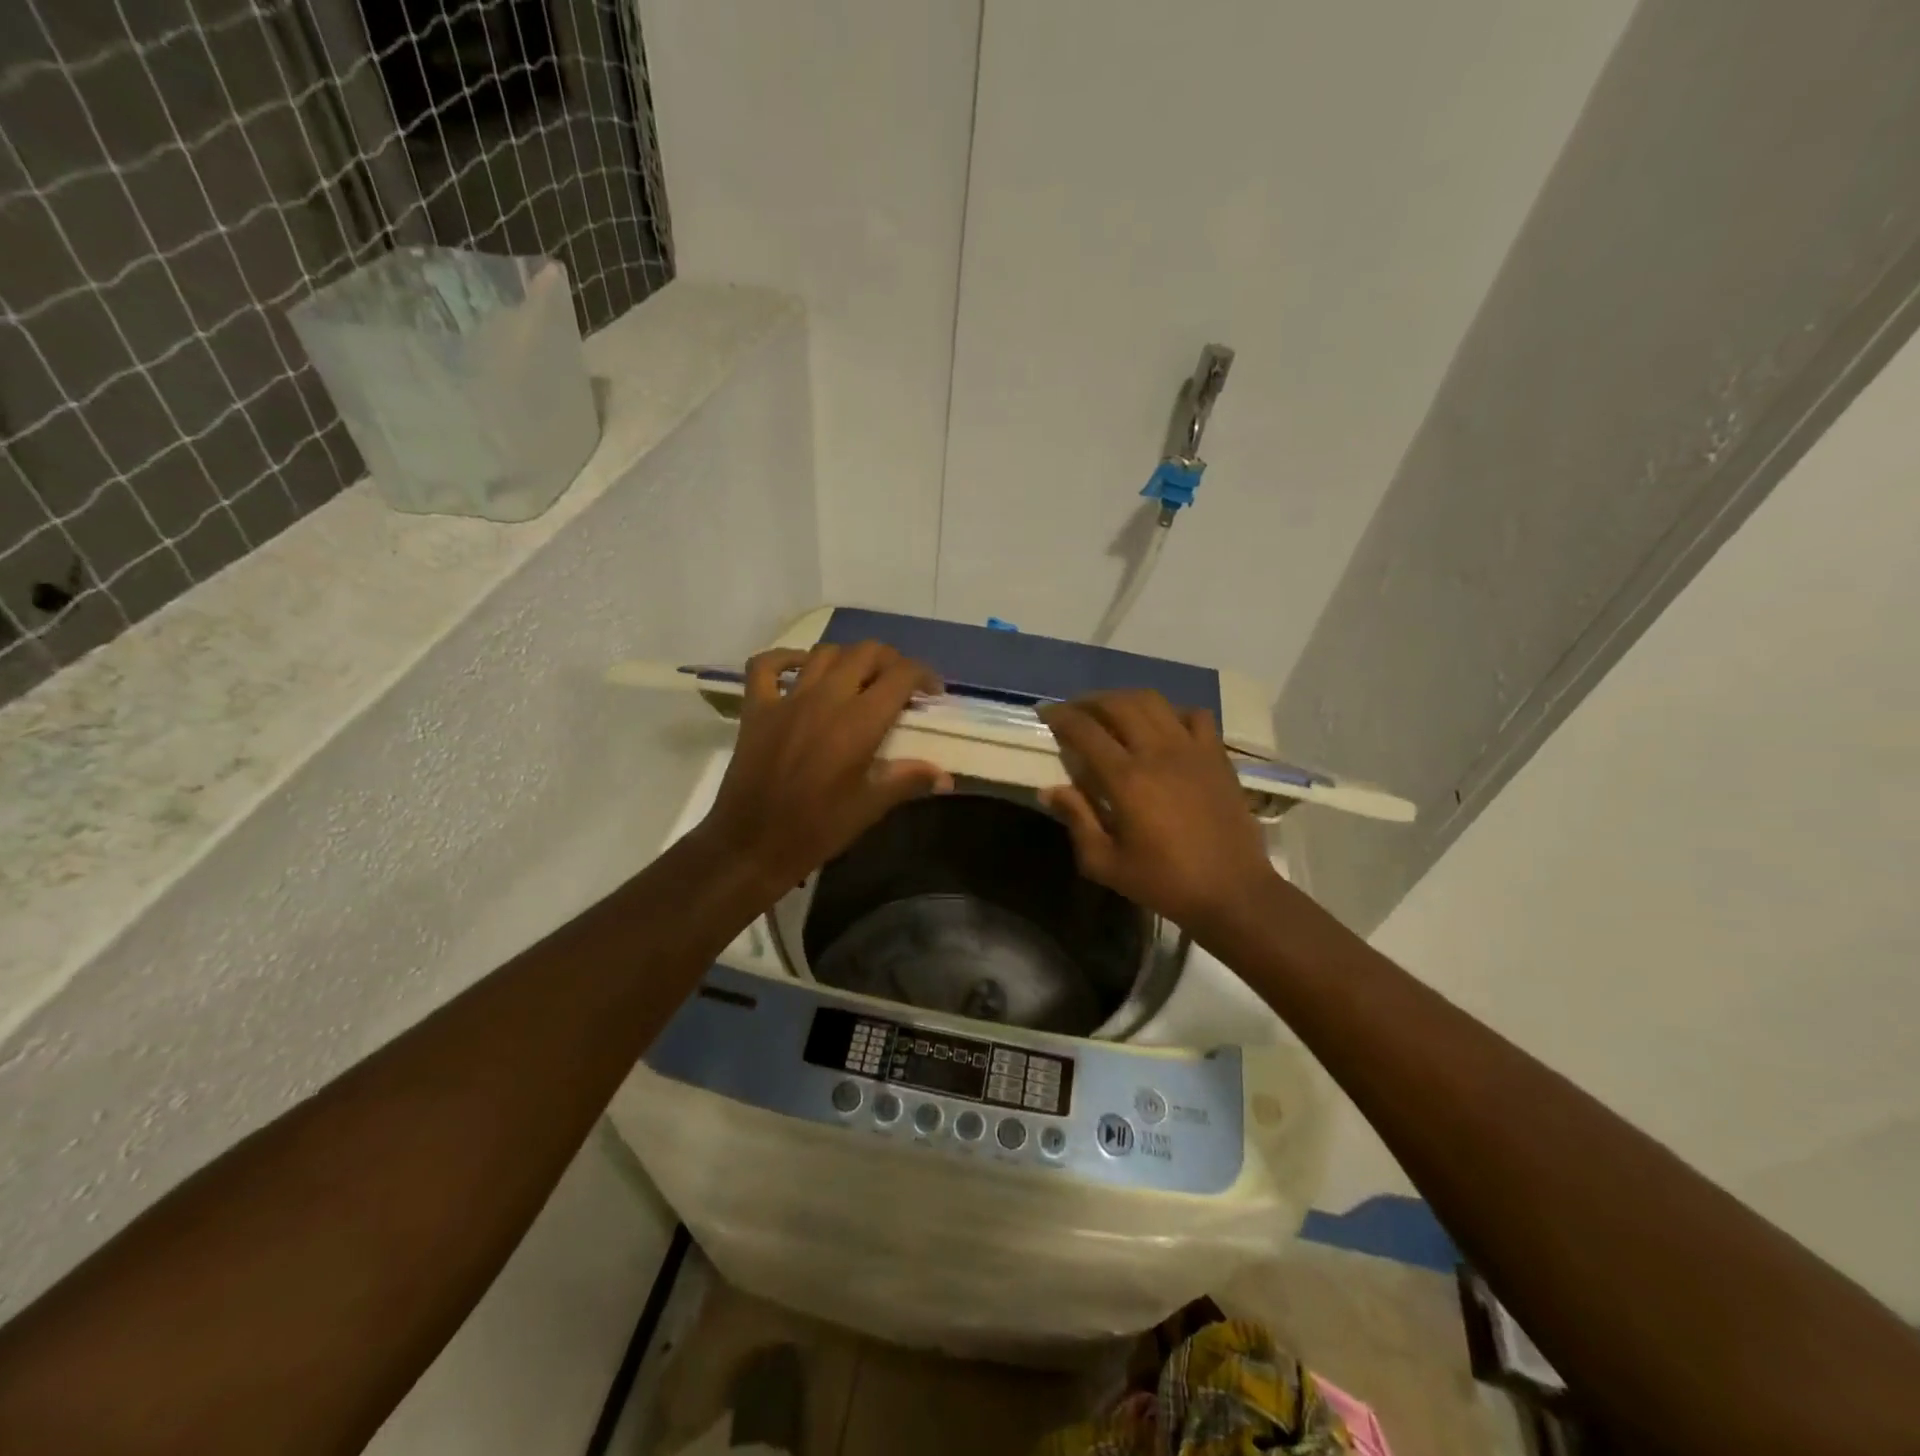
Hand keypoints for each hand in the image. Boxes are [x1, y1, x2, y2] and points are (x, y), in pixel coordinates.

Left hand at [696, 641, 952, 895]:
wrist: (752, 844)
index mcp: (859, 723)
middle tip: (900, 685)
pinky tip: (802, 669)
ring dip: (849, 659)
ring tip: (860, 680)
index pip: (901, 675)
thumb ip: (909, 780)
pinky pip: (767, 666)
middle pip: (866, 653)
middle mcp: (825, 699)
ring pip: (824, 653)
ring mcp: (787, 700)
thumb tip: (946, 777)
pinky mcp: (756, 709)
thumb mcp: (870, 807)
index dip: (924, 675)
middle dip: (891, 662)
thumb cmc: (818, 829)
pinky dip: (787, 659)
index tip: (932, 693)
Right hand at [1039, 690, 1276, 931]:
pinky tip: (1162, 727)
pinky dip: (1172, 712)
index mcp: (1127, 780)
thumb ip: (1077, 820)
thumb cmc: (1165, 882)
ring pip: (1154, 702)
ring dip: (1125, 699)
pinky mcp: (1217, 756)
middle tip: (1073, 711)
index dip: (1060, 716)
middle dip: (1089, 701)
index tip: (1045, 712)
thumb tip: (1050, 789)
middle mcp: (1158, 753)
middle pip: (1118, 704)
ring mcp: (1192, 749)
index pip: (1085, 731)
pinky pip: (1195, 715)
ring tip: (1111, 711)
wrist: (1233, 892)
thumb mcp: (1107, 864)